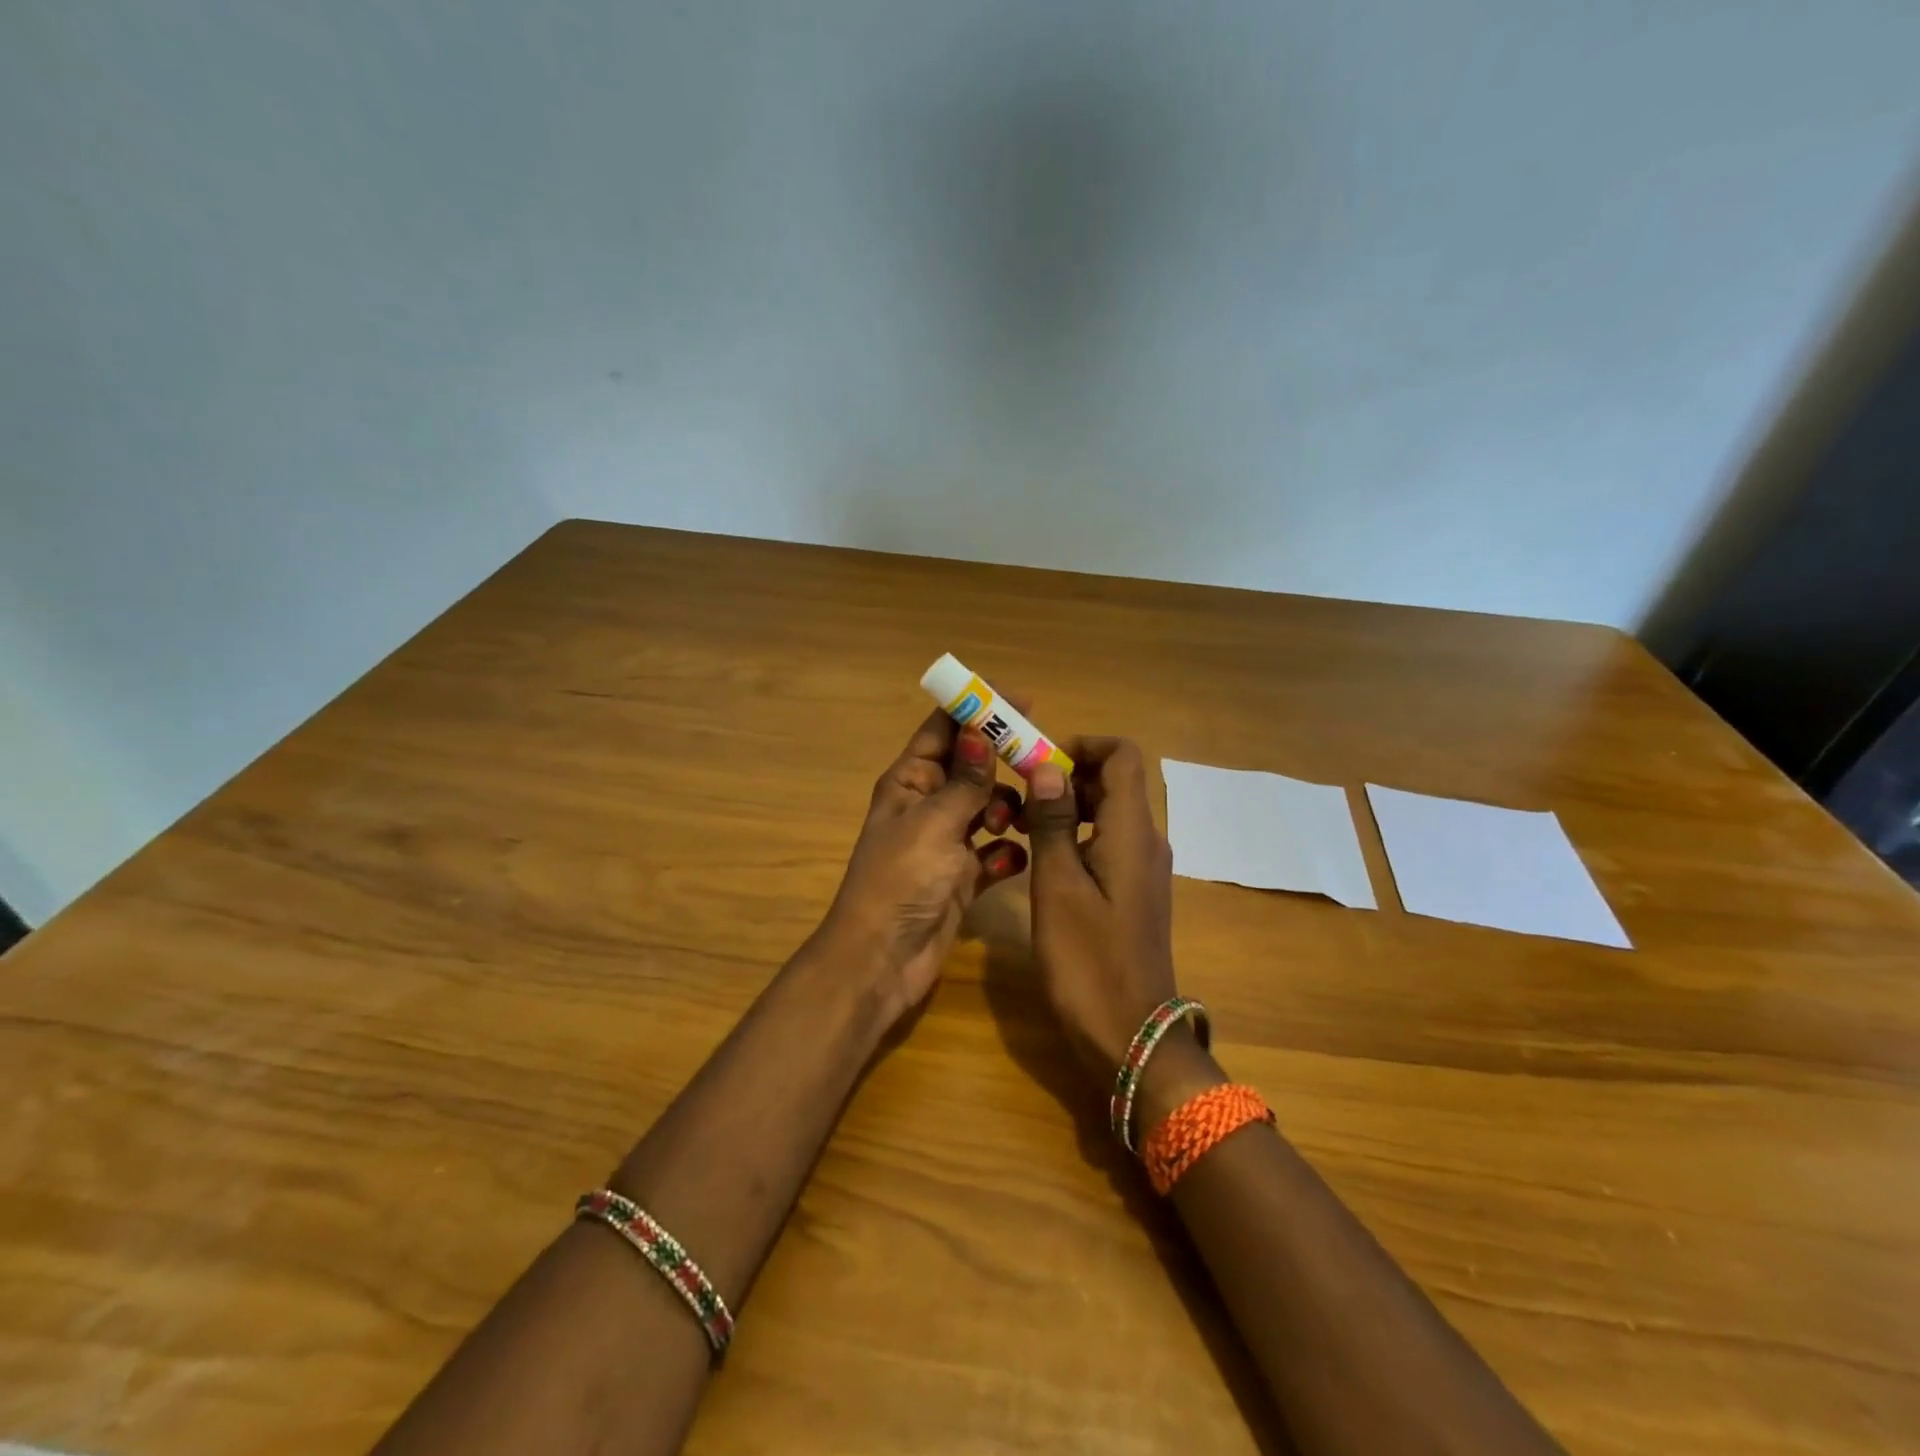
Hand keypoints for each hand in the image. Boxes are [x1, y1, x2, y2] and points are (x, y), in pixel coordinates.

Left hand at [814, 708, 1027, 1023]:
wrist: (883, 959)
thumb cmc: (901, 879)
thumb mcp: (934, 822)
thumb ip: (964, 780)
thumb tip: (979, 730)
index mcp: (909, 781)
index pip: (944, 729)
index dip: (977, 709)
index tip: (1022, 700)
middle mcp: (928, 804)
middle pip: (972, 767)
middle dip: (1002, 763)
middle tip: (1039, 762)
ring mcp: (947, 841)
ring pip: (988, 807)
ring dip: (1005, 809)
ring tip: (1012, 823)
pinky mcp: (964, 876)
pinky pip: (995, 852)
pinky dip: (1006, 853)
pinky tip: (1012, 861)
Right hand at [1022, 738, 1180, 1079]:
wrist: (1131, 1036)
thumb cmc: (1088, 960)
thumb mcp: (1058, 886)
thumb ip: (1053, 822)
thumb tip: (1047, 767)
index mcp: (1133, 831)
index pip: (1122, 755)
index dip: (1082, 746)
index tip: (1038, 763)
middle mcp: (1147, 840)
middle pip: (1115, 780)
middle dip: (1068, 776)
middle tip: (1020, 797)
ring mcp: (1145, 868)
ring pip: (1111, 812)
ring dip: (1070, 806)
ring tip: (1024, 826)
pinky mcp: (1136, 891)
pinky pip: (1111, 842)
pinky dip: (1080, 835)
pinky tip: (1045, 861)